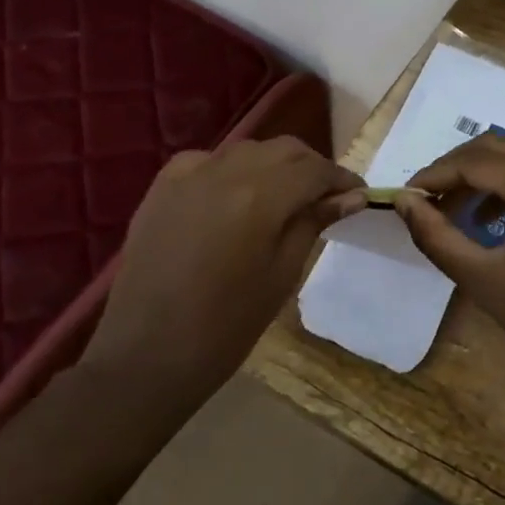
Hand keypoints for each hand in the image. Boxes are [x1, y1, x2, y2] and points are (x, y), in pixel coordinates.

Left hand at [84, 137, 364, 404]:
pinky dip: (232, 169)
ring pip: (247, 150)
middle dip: (311, 167)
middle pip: (284, 150)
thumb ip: (314, 223)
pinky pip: (208, 161)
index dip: (342, 179)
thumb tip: (351, 196)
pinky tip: (235, 195)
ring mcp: (188, 175)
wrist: (146, 354)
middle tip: (326, 198)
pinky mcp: (162, 187)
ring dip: (274, 165)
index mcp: (260, 197)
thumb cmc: (226, 325)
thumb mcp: (283, 274)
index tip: (359, 195)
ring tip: (285, 197)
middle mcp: (225, 172)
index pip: (315, 170)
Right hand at [397, 134, 504, 393]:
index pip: (477, 161)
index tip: (405, 195)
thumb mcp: (481, 277)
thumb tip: (403, 201)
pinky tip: (482, 221)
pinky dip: (503, 190)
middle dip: (455, 169)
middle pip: (497, 149)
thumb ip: (436, 235)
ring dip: (478, 178)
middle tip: (423, 199)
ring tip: (447, 211)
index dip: (436, 174)